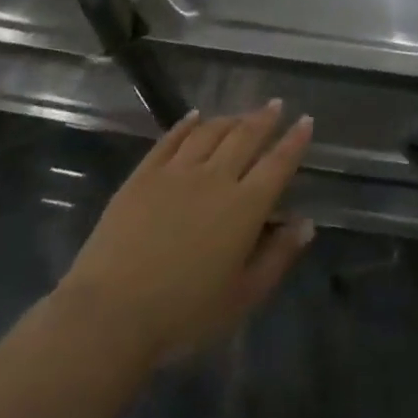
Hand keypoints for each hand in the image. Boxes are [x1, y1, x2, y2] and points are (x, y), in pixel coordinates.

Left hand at [58, 102, 314, 366]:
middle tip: (276, 104)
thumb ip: (278, 256)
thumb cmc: (185, 313)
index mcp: (245, 206)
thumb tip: (305, 224)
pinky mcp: (143, 176)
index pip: (278, 163)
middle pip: (245, 137)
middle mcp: (215, 178)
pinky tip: (194, 117)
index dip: (294, 141)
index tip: (306, 120)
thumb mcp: (244, 296)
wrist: (111, 313)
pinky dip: (186, 125)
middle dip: (264, 118)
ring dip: (229, 119)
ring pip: (209, 133)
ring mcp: (175, 172)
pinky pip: (170, 140)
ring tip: (240, 114)